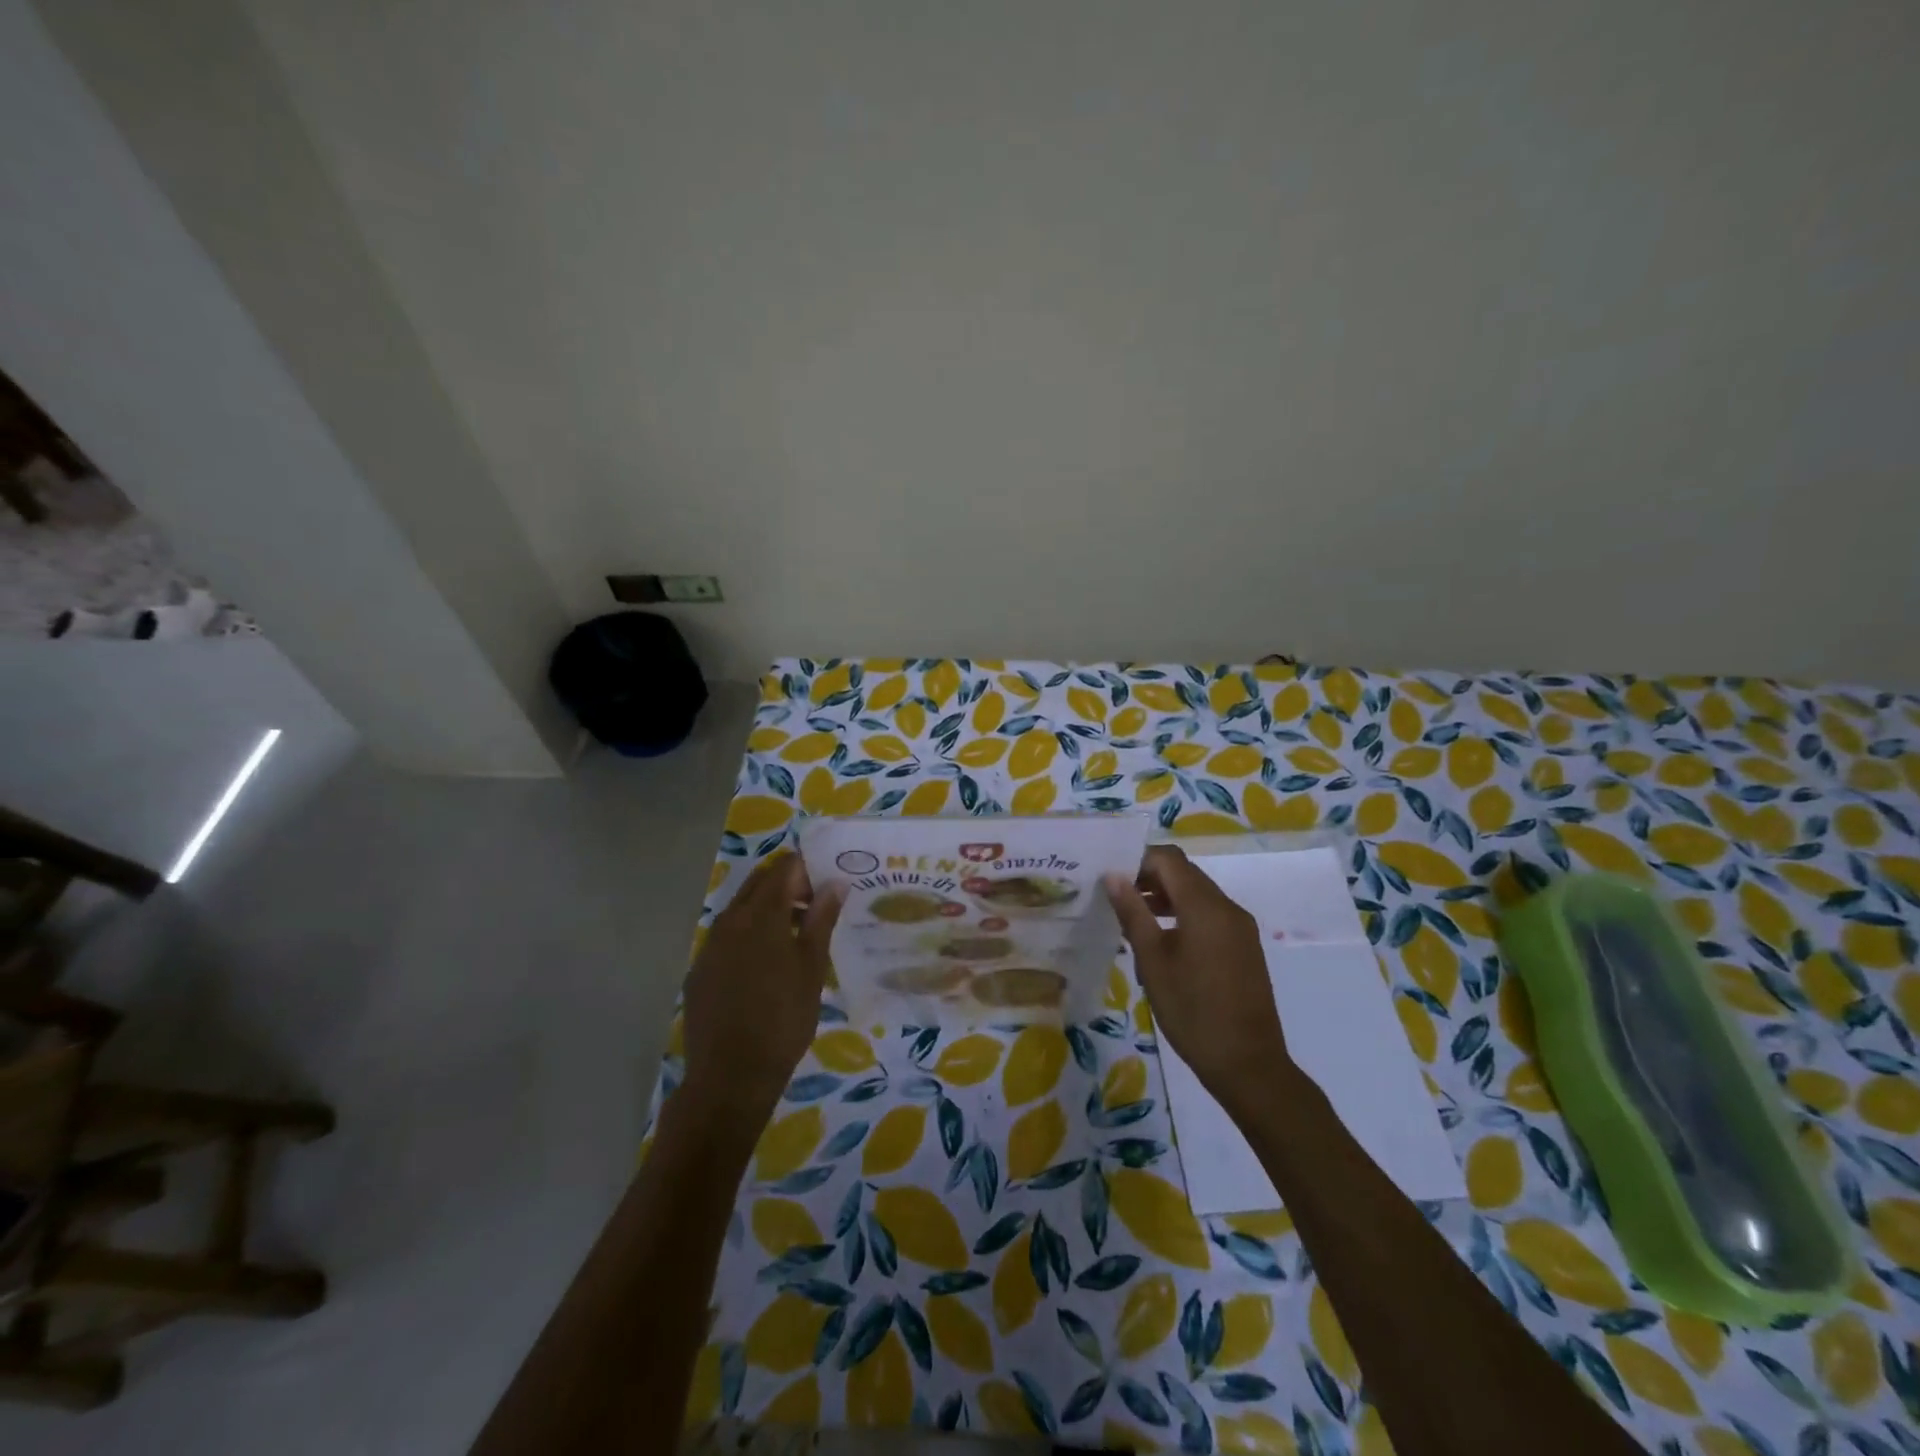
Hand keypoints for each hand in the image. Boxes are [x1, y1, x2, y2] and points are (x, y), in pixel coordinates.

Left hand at [681, 854, 840, 1129]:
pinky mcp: (700, 969)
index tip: (829, 888)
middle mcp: (729, 920)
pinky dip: (749, 934)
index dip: (809, 870)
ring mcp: (709, 944)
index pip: (784, 868)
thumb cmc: (783, 1020)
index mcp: (760, 914)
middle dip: (788, 885)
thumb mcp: (812, 968)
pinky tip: (766, 965)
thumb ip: (822, 920)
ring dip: (769, 910)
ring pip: (741, 908)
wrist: (730, 1077)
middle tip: (816, 908)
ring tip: (797, 937)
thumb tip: (835, 883)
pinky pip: (727, 935)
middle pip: (759, 882)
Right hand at [1105, 846, 1294, 1112]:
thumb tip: (1113, 876)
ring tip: (1134, 920)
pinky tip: (1162, 942)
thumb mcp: (1152, 961)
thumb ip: (1133, 913)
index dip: (1137, 861)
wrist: (1248, 1064)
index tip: (1110, 879)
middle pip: (1185, 873)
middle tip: (1116, 899)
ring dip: (1166, 897)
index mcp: (1205, 905)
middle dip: (1150, 878)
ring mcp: (1240, 927)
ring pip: (1197, 894)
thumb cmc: (1192, 1011)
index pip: (1168, 859)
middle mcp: (1227, 907)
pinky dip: (1184, 915)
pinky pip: (1210, 915)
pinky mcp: (1245, 947)